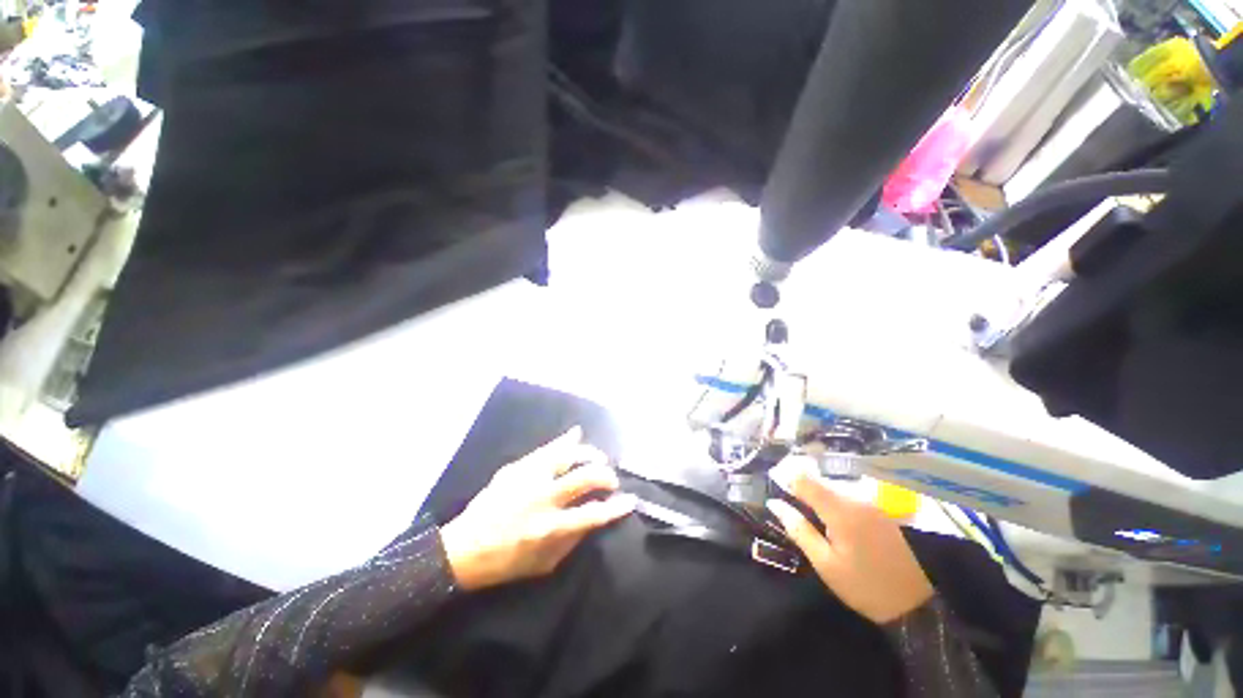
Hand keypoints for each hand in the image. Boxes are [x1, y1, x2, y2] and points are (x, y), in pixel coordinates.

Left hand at [440, 427, 635, 590]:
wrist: (464, 549)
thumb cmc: (507, 562)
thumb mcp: (544, 564)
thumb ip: (573, 540)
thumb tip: (594, 517)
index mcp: (549, 528)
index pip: (592, 514)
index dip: (616, 507)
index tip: (630, 500)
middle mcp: (542, 500)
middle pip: (584, 477)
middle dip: (605, 475)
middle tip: (611, 479)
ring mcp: (527, 479)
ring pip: (566, 455)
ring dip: (588, 453)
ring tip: (597, 457)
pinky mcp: (516, 468)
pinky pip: (546, 450)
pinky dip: (564, 442)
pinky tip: (575, 434)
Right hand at [767, 473, 933, 623]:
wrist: (921, 603)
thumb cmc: (867, 586)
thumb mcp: (826, 565)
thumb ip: (799, 530)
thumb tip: (775, 504)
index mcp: (840, 509)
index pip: (803, 477)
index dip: (784, 476)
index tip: (773, 485)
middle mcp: (856, 496)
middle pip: (818, 478)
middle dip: (801, 486)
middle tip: (790, 504)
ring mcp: (872, 499)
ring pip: (834, 484)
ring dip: (818, 491)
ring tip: (810, 511)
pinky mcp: (882, 506)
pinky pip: (849, 492)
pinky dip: (835, 497)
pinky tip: (835, 517)